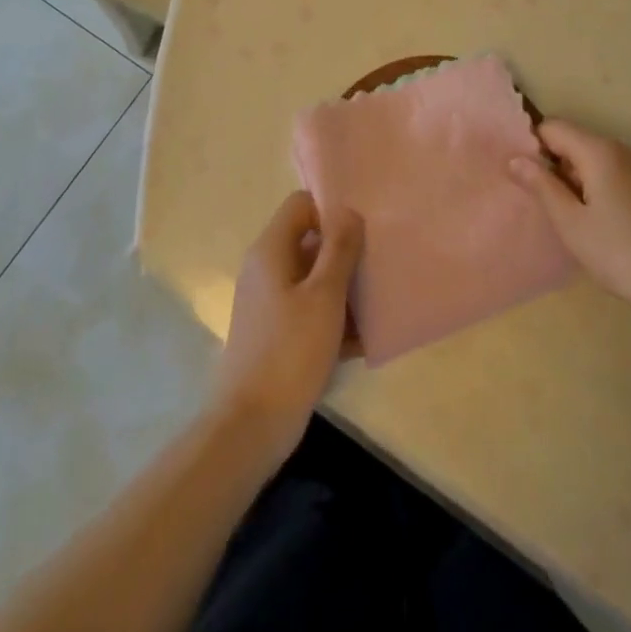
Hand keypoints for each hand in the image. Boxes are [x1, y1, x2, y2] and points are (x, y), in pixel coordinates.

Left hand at [213, 191, 363, 460]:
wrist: (250, 427)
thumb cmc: (289, 352)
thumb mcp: (324, 296)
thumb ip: (339, 249)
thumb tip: (349, 210)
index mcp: (271, 250)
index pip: (301, 204)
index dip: (331, 209)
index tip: (364, 227)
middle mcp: (266, 269)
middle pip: (309, 241)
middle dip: (344, 250)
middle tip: (379, 261)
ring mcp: (269, 303)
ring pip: (313, 278)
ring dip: (344, 287)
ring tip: (380, 299)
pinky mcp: (276, 333)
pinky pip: (310, 311)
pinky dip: (333, 318)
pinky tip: (364, 339)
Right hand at [509, 120, 630, 318]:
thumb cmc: (624, 254)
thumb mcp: (572, 224)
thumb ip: (541, 186)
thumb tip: (514, 158)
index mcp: (599, 150)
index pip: (553, 127)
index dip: (532, 147)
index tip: (521, 179)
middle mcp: (621, 150)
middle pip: (574, 143)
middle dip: (553, 167)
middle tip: (540, 205)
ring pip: (593, 162)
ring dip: (574, 182)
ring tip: (565, 219)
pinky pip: (612, 177)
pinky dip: (596, 191)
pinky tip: (595, 226)